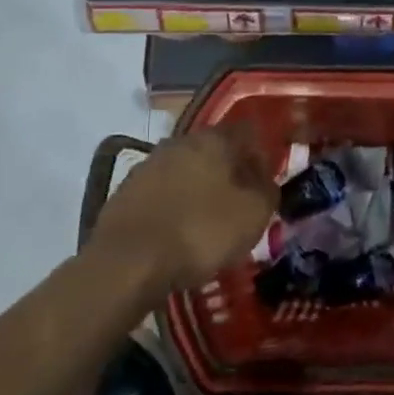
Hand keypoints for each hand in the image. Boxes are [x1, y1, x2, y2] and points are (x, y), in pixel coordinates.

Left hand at [87, 125, 276, 295]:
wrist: (127, 262)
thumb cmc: (201, 231)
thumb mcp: (254, 215)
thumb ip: (267, 191)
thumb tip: (266, 181)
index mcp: (214, 139)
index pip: (248, 132)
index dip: (260, 157)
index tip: (264, 185)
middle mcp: (180, 141)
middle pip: (214, 150)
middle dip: (228, 173)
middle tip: (238, 204)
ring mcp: (149, 164)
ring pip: (186, 170)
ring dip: (199, 189)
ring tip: (207, 222)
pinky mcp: (125, 190)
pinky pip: (161, 192)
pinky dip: (173, 205)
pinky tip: (177, 232)